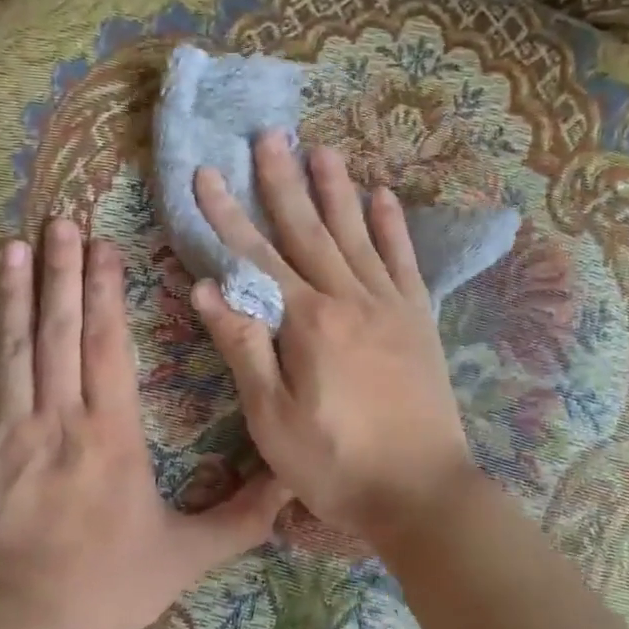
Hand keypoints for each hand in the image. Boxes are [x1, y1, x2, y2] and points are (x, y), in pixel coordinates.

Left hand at [0, 219, 288, 628]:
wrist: (16, 628)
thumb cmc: (105, 588)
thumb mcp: (187, 556)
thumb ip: (242, 518)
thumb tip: (294, 483)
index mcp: (111, 432)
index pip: (108, 344)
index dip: (105, 290)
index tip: (104, 247)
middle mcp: (59, 416)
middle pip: (60, 330)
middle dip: (62, 272)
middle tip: (60, 222)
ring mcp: (6, 430)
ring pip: (12, 348)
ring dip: (13, 293)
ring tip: (14, 246)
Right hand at [190, 132, 479, 539]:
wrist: (423, 492)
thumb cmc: (336, 464)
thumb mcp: (273, 419)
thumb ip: (244, 347)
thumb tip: (206, 288)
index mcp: (308, 322)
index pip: (256, 256)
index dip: (226, 215)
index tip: (206, 175)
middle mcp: (349, 299)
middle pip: (308, 229)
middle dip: (282, 181)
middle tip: (268, 135)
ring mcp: (390, 305)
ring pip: (356, 233)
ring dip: (336, 189)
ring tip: (322, 149)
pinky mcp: (418, 320)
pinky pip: (403, 261)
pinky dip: (392, 226)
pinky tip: (383, 196)